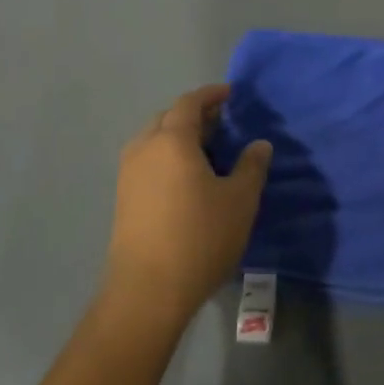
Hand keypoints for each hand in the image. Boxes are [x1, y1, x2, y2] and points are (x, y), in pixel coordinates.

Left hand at [107, 84, 271, 318]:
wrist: (148, 291)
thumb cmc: (201, 237)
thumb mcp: (240, 200)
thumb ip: (252, 166)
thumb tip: (259, 144)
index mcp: (172, 140)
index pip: (189, 103)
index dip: (211, 94)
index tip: (231, 93)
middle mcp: (144, 149)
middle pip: (167, 118)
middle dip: (194, 114)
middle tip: (222, 122)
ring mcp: (128, 175)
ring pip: (154, 140)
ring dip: (179, 136)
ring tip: (207, 149)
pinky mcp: (124, 198)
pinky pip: (148, 161)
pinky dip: (168, 156)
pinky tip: (188, 176)